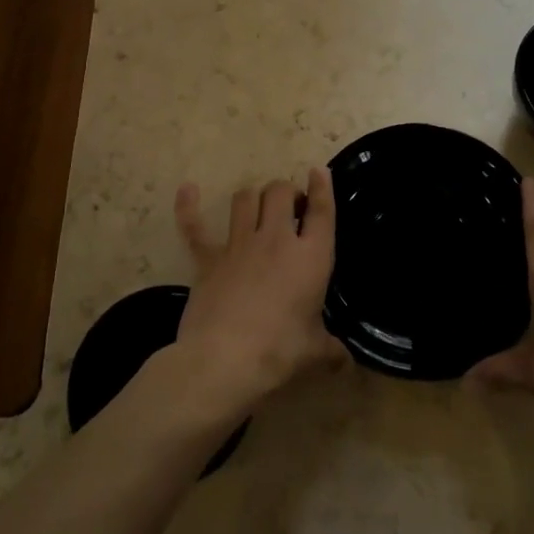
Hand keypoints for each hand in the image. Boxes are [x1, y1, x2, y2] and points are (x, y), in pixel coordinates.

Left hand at [172, 169, 348, 414]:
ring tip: (257, 206)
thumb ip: (331, 351)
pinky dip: (189, 206)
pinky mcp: (208, 258)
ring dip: (253, 196)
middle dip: (286, 191)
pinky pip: (195, 225)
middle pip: (280, 192)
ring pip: (245, 198)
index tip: (318, 171)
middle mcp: (276, 239)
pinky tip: (188, 190)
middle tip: (290, 207)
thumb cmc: (279, 352)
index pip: (321, 210)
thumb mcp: (314, 353)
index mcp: (311, 257)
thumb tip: (346, 362)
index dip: (322, 186)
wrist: (224, 359)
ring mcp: (239, 244)